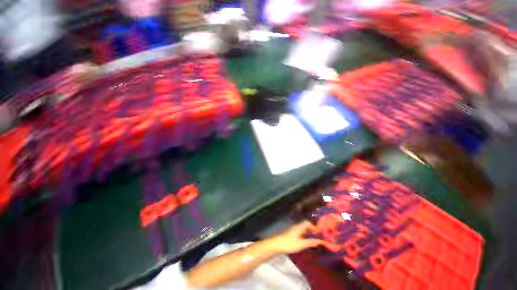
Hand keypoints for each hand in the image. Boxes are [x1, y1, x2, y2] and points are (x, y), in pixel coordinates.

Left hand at [267, 221, 322, 253]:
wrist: (277, 244)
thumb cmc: (289, 243)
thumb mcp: (301, 244)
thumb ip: (311, 242)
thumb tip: (321, 241)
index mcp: (299, 227)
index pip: (307, 223)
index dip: (314, 226)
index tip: (320, 232)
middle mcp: (296, 226)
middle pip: (305, 225)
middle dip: (312, 229)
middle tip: (319, 236)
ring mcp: (293, 230)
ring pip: (303, 229)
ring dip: (309, 232)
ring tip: (314, 239)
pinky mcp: (291, 234)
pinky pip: (300, 232)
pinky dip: (305, 235)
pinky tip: (306, 241)